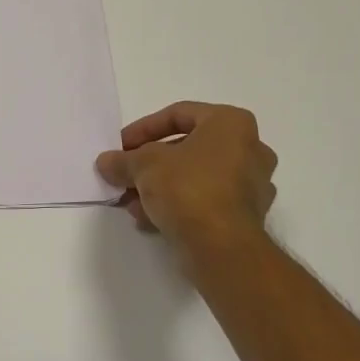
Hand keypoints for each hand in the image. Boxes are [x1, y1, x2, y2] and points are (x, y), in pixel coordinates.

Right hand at [96, 101, 276, 253]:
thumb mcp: (143, 165)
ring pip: (195, 177)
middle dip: (149, 163)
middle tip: (125, 175)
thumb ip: (123, 160)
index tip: (120, 147)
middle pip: (187, 148)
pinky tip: (150, 220)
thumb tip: (107, 162)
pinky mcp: (247, 215)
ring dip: (160, 187)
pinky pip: (205, 201)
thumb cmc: (187, 188)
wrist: (222, 246)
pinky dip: (178, 206)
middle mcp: (250, 148)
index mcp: (231, 123)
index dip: (142, 129)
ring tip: (132, 203)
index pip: (179, 114)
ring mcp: (252, 184)